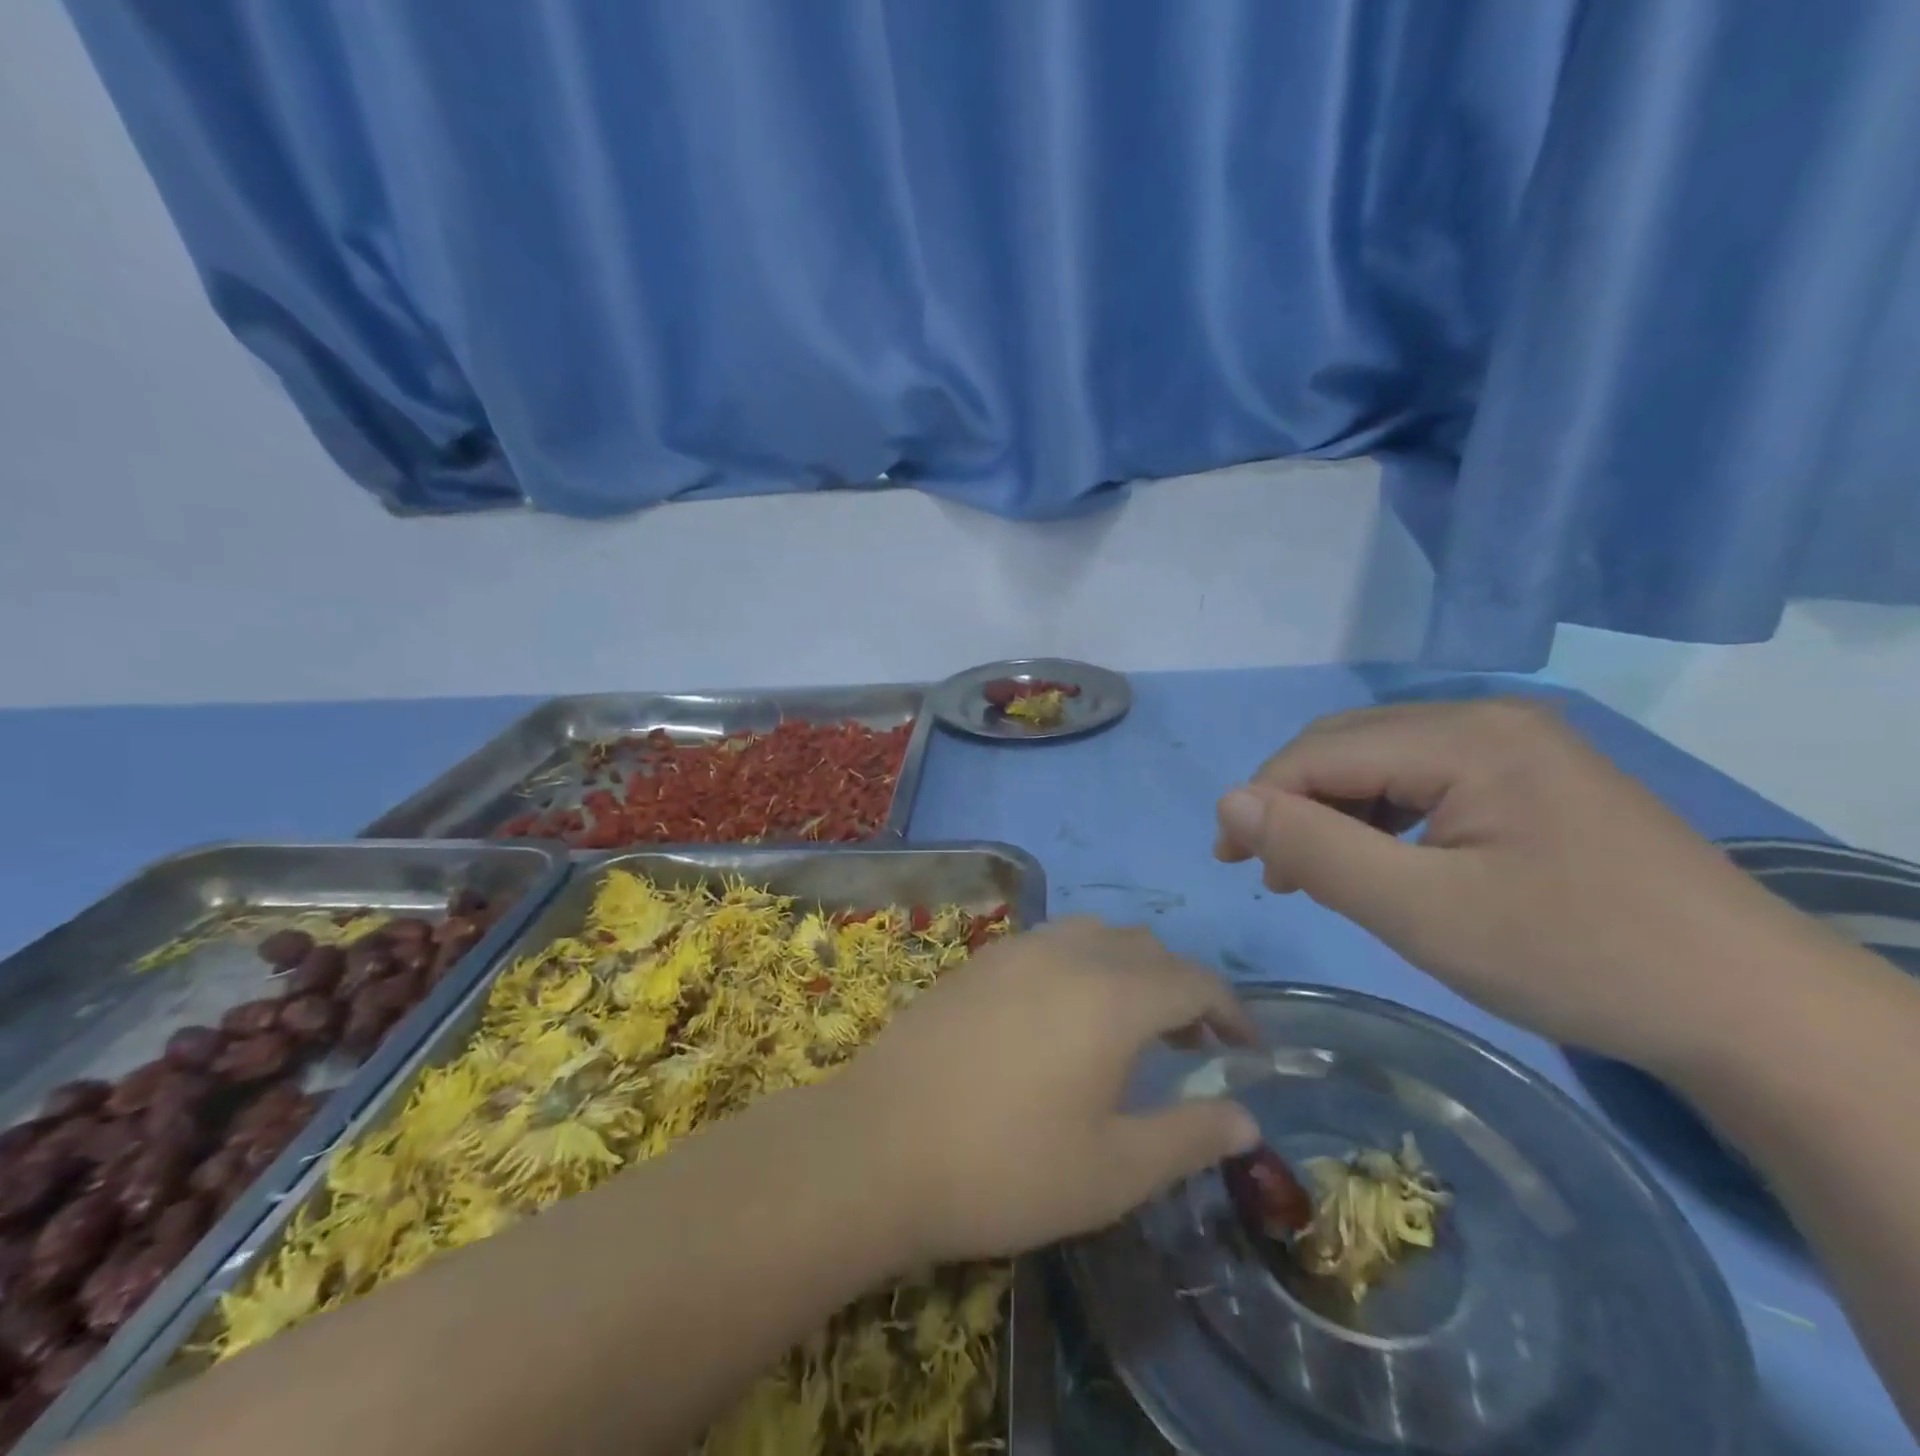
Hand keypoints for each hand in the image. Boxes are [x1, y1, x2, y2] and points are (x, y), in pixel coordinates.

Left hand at [832, 919, 1261, 1264]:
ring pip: (1094, 935)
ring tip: (1128, 1024)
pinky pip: (1048, 943)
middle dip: (1182, 988)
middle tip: (1190, 1044)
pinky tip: (1060, 1015)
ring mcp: (1015, 950)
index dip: (1232, 1011)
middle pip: (1146, 949)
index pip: (1194, 981)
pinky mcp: (976, 962)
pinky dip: (1079, 964)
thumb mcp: (1113, 1171)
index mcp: (1112, 997)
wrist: (880, 1147)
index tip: (1248, 1047)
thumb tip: (1245, 1116)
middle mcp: (1067, 954)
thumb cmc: (1006, 1167)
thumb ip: (1188, 1136)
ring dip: (1128, 968)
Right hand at [1212, 698, 1831, 1072]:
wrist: (1752, 1011)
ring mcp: (1517, 745)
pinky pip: (1426, 780)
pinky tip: (1383, 861)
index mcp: (1466, 736)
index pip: (1322, 752)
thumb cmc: (1576, 958)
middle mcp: (1488, 718)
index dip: (1262, 800)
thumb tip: (1228, 801)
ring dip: (1335, 812)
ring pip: (1384, 762)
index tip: (1230, 861)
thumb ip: (1316, 850)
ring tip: (1317, 874)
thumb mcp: (1422, 912)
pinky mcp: (1533, 777)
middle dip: (1296, 804)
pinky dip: (1383, 817)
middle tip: (1271, 872)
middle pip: (1350, 746)